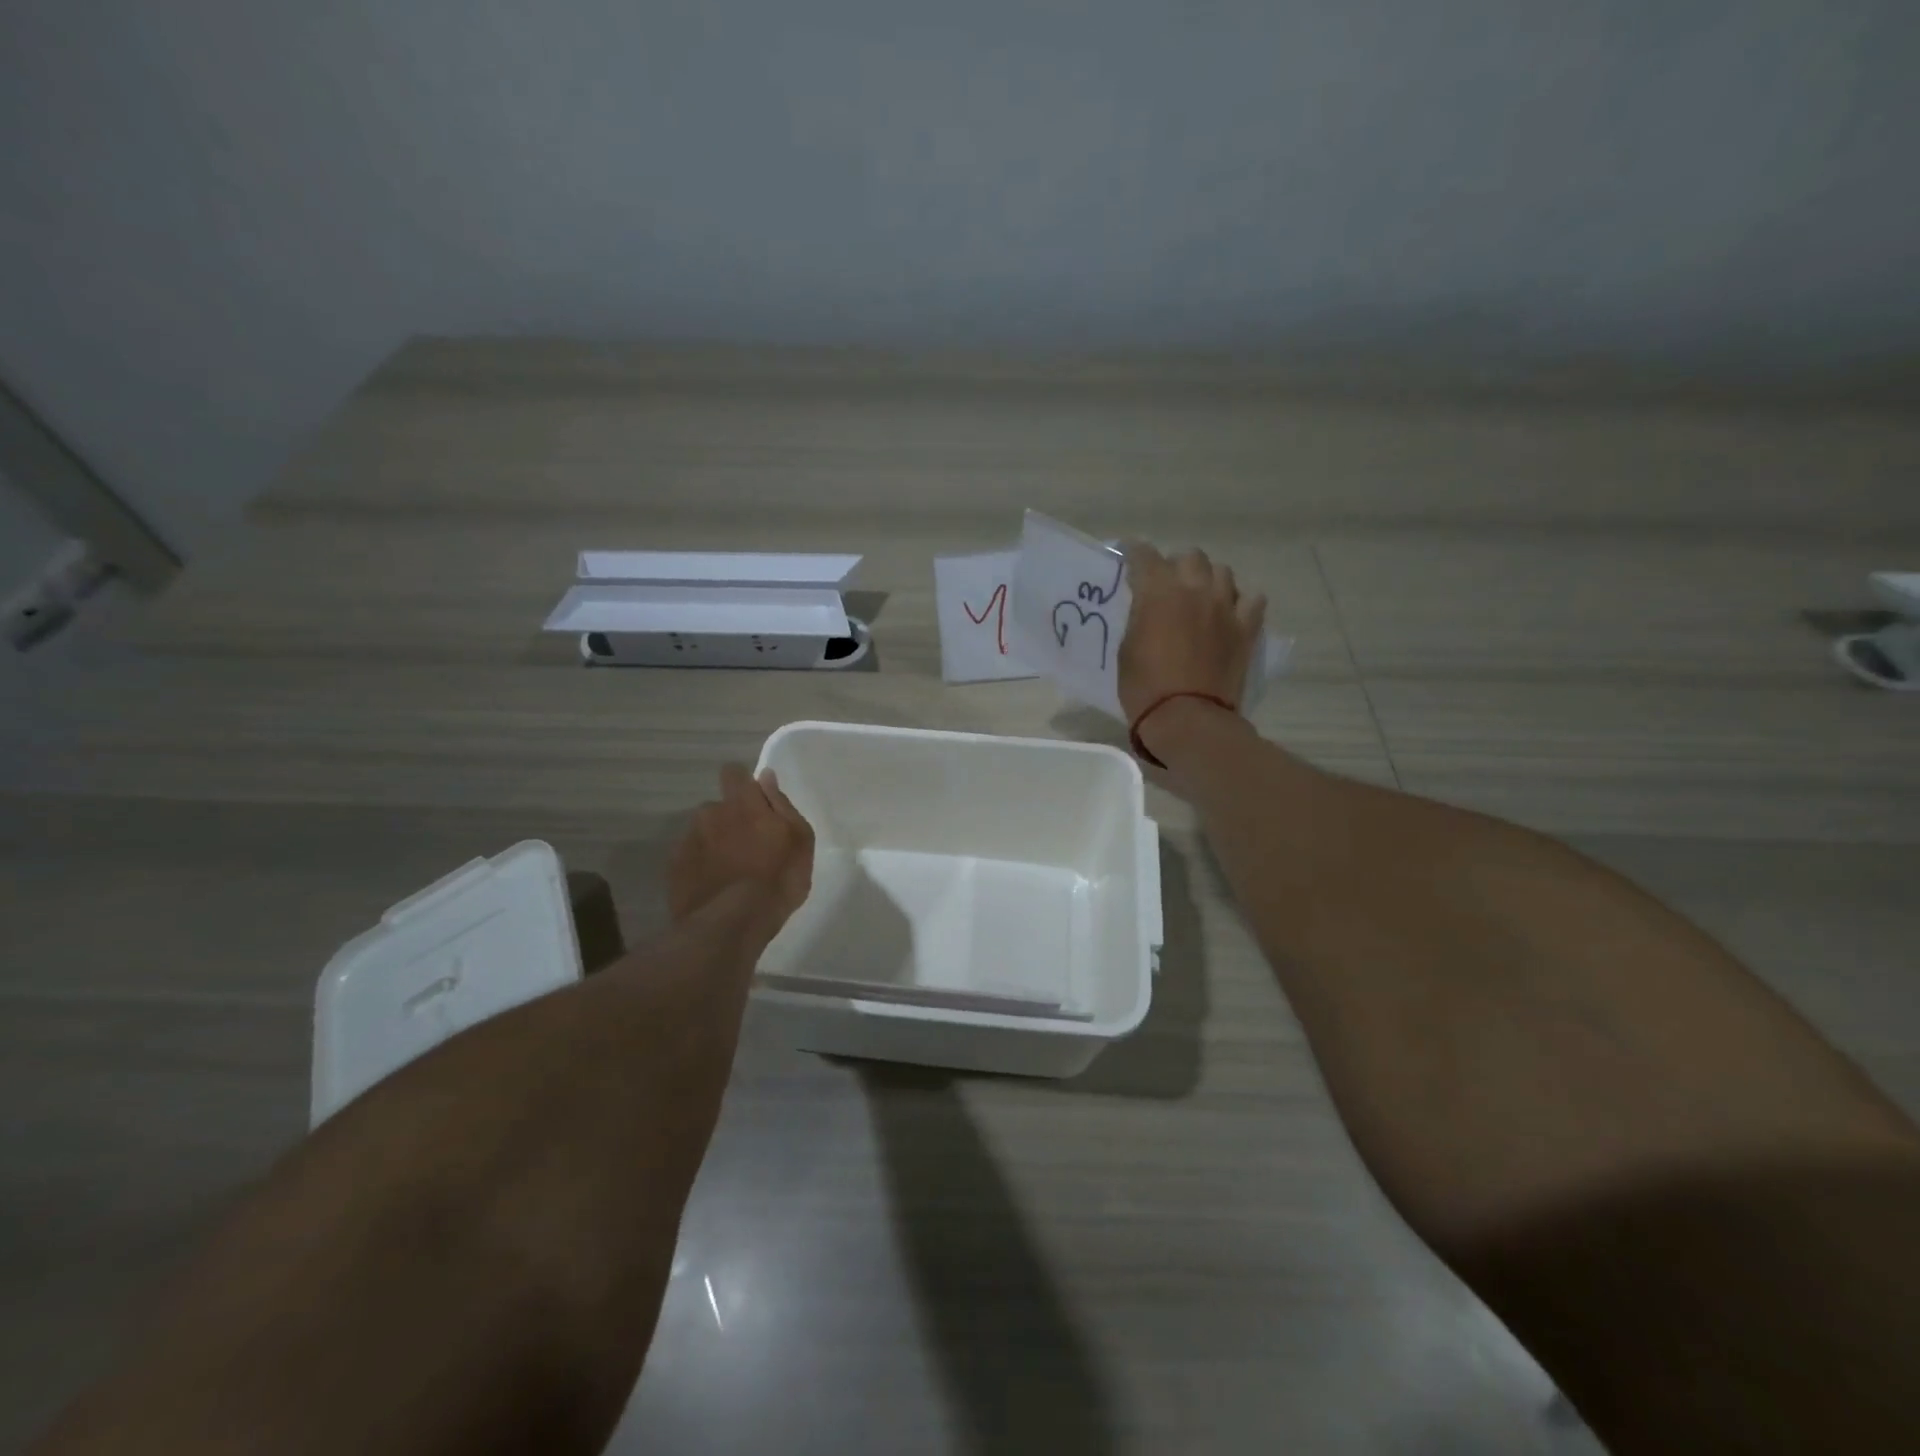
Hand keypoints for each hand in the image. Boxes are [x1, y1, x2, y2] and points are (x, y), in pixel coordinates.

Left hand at [668, 765, 813, 933]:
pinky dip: (700, 867)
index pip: (733, 772)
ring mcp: (688, 841)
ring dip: (713, 844)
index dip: (742, 783)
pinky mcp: (674, 869)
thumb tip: (766, 776)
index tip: (754, 803)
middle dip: (729, 820)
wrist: (732, 924)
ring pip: (702, 833)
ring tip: (729, 872)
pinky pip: (689, 859)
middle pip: (718, 807)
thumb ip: (781, 804)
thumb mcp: (800, 840)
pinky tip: (713, 887)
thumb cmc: (778, 879)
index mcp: (743, 803)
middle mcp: (710, 814)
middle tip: (747, 847)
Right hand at [1117, 542, 1266, 724]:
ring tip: (1199, 596)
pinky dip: (1239, 600)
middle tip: (1167, 584)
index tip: (1129, 557)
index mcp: (1158, 592)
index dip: (1134, 553)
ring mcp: (1225, 607)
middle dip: (1176, 565)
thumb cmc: (1145, 687)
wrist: (1187, 718)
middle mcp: (1195, 589)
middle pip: (1190, 557)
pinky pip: (1251, 599)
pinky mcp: (1246, 628)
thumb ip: (1140, 617)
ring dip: (1208, 579)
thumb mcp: (1127, 648)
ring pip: (1222, 572)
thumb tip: (1148, 608)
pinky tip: (1229, 612)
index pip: (1145, 556)